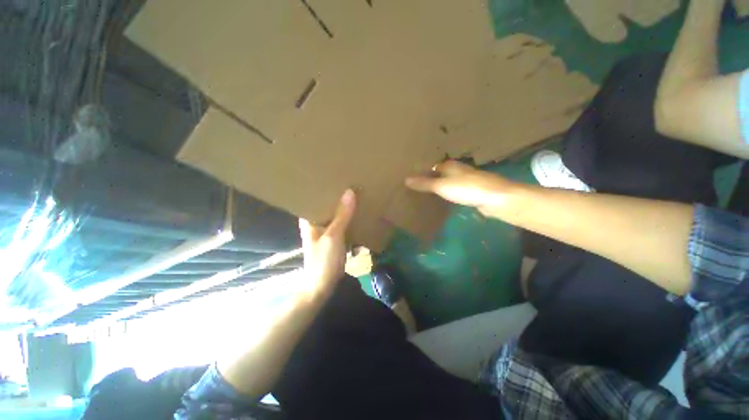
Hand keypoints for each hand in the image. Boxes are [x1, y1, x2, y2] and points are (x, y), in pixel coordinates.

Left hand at [299, 189, 355, 295]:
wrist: (323, 285)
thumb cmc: (324, 260)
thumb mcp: (333, 236)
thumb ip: (342, 215)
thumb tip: (350, 192)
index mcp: (309, 220)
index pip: (314, 198)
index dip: (323, 188)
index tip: (334, 177)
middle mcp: (315, 223)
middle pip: (326, 205)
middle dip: (337, 196)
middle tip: (348, 182)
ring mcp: (324, 231)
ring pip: (334, 214)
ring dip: (343, 207)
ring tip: (354, 193)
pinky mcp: (333, 238)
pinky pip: (341, 223)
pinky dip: (348, 218)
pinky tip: (357, 211)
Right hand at [405, 160, 514, 214]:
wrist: (496, 199)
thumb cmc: (467, 188)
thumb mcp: (442, 186)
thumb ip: (424, 183)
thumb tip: (406, 179)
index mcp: (450, 165)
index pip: (431, 165)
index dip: (421, 169)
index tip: (408, 174)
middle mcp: (457, 170)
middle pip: (439, 173)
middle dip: (428, 177)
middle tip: (413, 184)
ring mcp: (465, 181)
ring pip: (447, 181)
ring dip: (437, 185)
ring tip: (423, 192)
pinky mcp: (471, 192)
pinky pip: (453, 191)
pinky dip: (446, 194)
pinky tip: (440, 200)